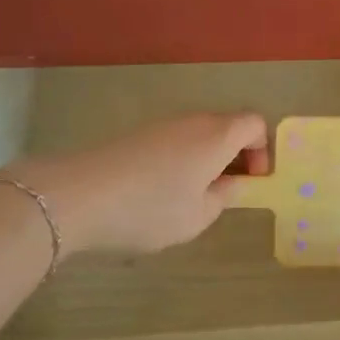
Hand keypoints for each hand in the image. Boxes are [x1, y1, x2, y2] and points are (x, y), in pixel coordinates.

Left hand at [0, 112, 268, 255]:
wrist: (78, 196)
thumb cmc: (150, 208)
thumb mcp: (197, 217)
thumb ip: (223, 197)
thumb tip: (230, 183)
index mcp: (218, 136)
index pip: (255, 124)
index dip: (262, 150)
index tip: (252, 180)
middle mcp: (195, 121)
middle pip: (228, 126)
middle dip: (236, 155)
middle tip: (226, 190)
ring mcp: (164, 124)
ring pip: (200, 133)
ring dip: (207, 157)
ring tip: (192, 195)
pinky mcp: (139, 134)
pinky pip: (176, 140)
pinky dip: (182, 158)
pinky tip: (161, 191)